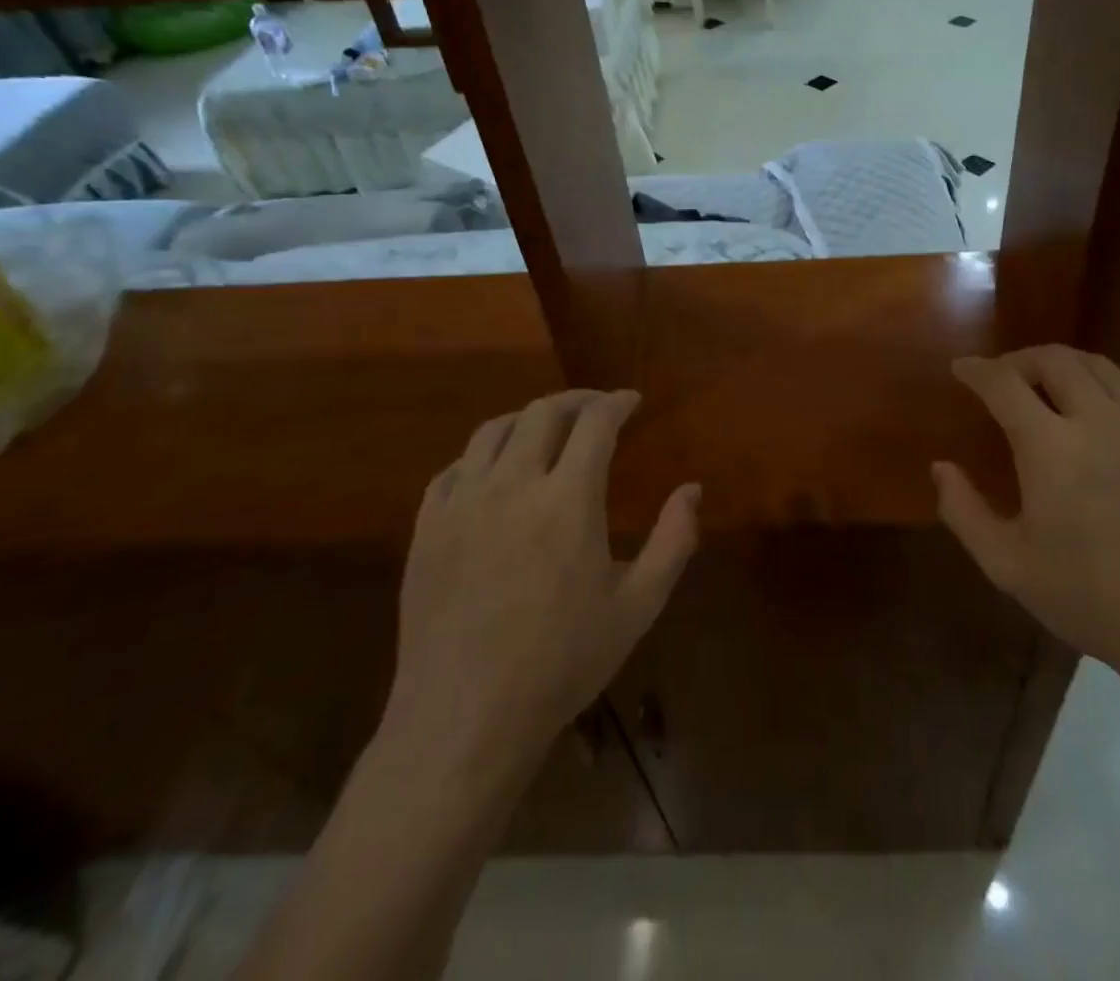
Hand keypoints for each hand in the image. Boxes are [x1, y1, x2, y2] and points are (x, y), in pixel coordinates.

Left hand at [378, 390, 699, 784]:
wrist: (465, 718)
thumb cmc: (561, 663)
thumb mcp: (638, 606)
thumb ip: (674, 540)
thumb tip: (693, 489)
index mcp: (568, 500)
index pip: (595, 423)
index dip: (617, 403)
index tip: (632, 401)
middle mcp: (513, 486)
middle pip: (542, 413)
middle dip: (576, 400)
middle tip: (596, 408)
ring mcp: (462, 504)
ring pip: (493, 431)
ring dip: (527, 419)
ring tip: (547, 429)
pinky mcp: (427, 528)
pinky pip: (452, 469)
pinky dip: (481, 456)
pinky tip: (494, 472)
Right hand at [934, 346, 1119, 690]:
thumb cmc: (1092, 600)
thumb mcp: (1008, 565)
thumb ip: (964, 511)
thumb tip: (941, 467)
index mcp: (1051, 447)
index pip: (1004, 383)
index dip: (977, 369)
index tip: (961, 367)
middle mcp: (1100, 422)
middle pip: (1055, 359)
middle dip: (1019, 358)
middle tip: (1001, 377)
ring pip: (1100, 367)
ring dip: (1063, 365)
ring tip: (1045, 386)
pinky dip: (1103, 389)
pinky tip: (1096, 421)